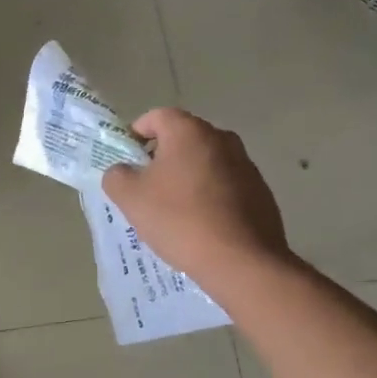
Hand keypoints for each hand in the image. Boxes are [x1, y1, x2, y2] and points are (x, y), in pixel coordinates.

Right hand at [101, 108, 289, 284]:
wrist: (241, 261)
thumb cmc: (179, 220)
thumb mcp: (130, 198)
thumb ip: (116, 175)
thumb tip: (122, 171)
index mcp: (189, 131)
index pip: (155, 117)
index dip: (135, 135)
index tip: (127, 163)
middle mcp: (221, 138)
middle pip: (181, 139)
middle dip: (161, 159)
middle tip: (146, 189)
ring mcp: (245, 164)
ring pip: (204, 162)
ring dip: (186, 178)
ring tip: (174, 212)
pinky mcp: (260, 190)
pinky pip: (224, 184)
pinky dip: (209, 196)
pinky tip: (201, 225)